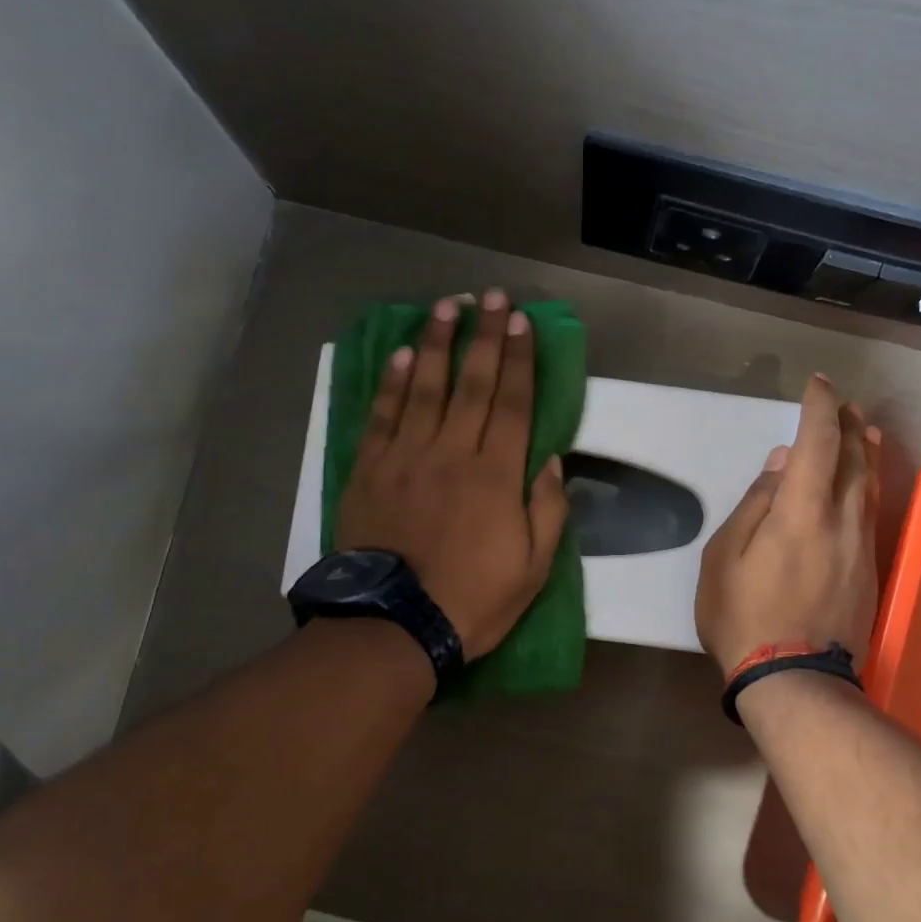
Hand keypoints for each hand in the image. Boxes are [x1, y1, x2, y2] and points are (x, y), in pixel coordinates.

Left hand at [336, 289, 569, 659]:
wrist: (395, 625)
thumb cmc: (473, 599)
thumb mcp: (533, 568)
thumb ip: (547, 510)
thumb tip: (550, 460)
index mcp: (496, 475)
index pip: (513, 403)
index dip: (520, 359)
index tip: (523, 322)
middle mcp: (452, 452)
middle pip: (472, 383)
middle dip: (485, 335)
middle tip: (490, 296)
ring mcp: (406, 457)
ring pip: (426, 388)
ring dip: (439, 343)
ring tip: (446, 306)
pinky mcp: (370, 470)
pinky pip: (383, 416)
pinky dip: (393, 383)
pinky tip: (403, 355)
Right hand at [696, 374, 881, 676]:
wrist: (794, 680)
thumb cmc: (744, 616)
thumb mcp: (725, 558)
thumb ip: (755, 505)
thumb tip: (782, 464)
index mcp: (802, 510)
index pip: (818, 442)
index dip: (819, 407)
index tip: (816, 384)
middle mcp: (841, 518)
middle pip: (854, 457)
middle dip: (847, 423)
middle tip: (841, 402)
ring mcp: (861, 544)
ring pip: (869, 483)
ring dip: (865, 450)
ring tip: (862, 428)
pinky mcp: (869, 568)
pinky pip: (871, 510)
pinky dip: (868, 483)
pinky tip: (864, 481)